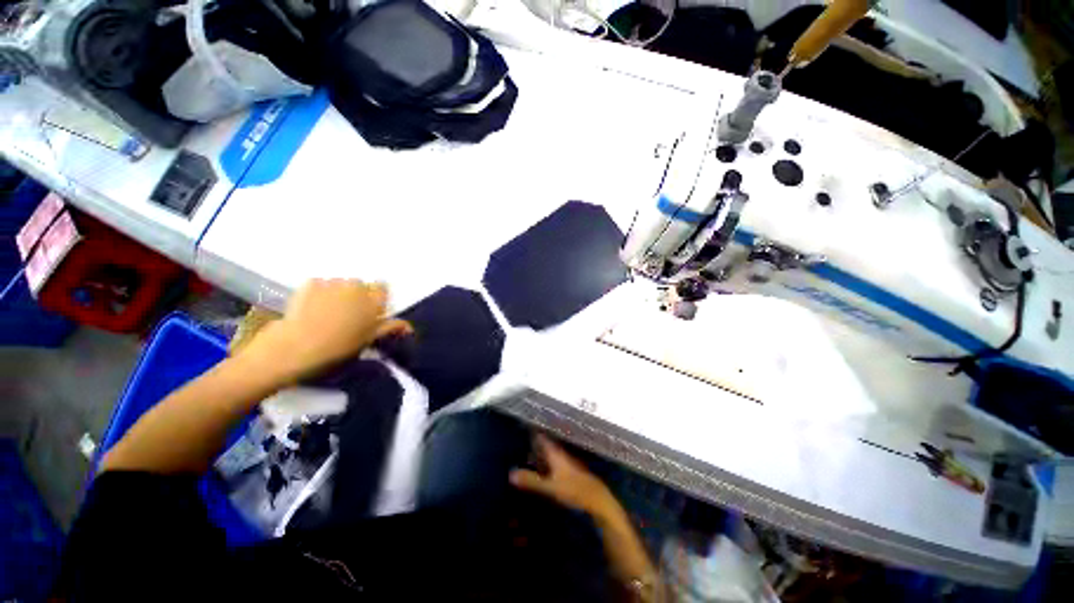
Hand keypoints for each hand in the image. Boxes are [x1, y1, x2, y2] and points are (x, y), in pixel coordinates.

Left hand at [244, 279, 410, 383]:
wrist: (294, 347)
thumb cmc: (337, 348)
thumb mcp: (368, 341)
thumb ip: (390, 329)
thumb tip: (409, 326)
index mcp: (373, 300)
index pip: (383, 289)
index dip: (377, 299)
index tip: (369, 313)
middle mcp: (356, 286)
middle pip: (361, 286)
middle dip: (357, 296)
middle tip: (348, 316)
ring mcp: (332, 283)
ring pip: (342, 285)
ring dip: (339, 294)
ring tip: (327, 313)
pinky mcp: (311, 283)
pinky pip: (322, 284)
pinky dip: (320, 292)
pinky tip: (312, 308)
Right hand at [510, 434, 618, 519]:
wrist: (597, 499)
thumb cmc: (573, 490)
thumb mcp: (550, 487)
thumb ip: (531, 481)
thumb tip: (510, 473)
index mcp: (556, 454)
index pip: (543, 438)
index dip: (534, 432)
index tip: (524, 425)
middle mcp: (562, 454)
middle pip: (547, 445)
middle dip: (537, 442)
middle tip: (525, 439)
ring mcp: (569, 462)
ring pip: (553, 453)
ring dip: (543, 452)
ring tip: (531, 451)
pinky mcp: (573, 472)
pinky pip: (557, 462)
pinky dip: (549, 462)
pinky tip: (545, 468)